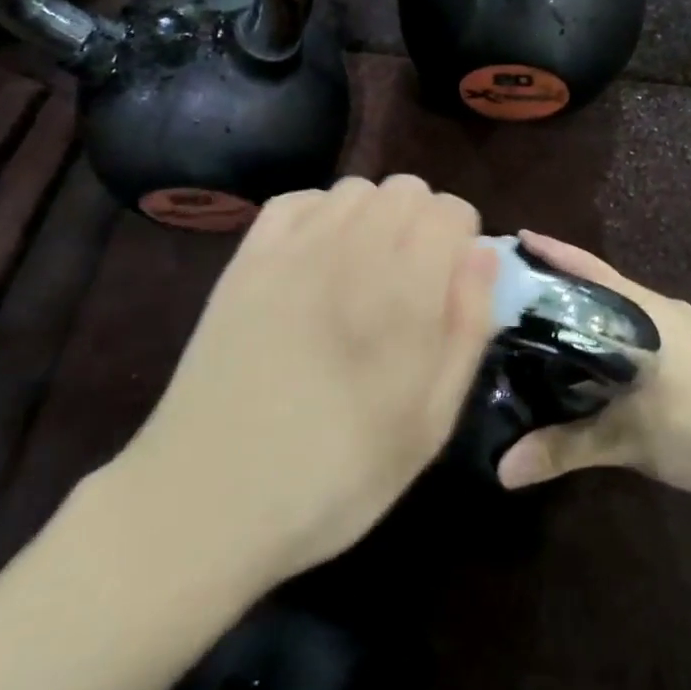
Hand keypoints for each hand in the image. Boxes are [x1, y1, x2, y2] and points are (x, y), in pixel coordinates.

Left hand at [123, 176, 498, 586]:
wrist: (207, 500)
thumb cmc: (335, 476)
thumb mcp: (430, 423)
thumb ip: (467, 328)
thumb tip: (483, 254)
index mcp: (403, 290)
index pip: (451, 210)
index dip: (462, 242)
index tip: (451, 286)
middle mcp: (350, 249)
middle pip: (406, 189)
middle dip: (424, 224)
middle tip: (412, 284)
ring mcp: (291, 248)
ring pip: (355, 189)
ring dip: (375, 217)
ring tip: (365, 273)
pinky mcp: (247, 258)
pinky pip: (297, 200)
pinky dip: (321, 214)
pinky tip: (317, 259)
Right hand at [497, 231, 690, 501]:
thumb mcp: (626, 439)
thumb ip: (564, 449)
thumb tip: (503, 469)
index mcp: (644, 312)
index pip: (589, 270)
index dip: (553, 253)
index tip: (519, 238)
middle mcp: (663, 311)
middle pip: (604, 286)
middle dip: (565, 285)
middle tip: (521, 288)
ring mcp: (686, 332)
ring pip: (625, 312)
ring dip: (592, 313)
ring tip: (552, 324)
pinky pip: (644, 332)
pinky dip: (615, 336)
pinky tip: (601, 361)